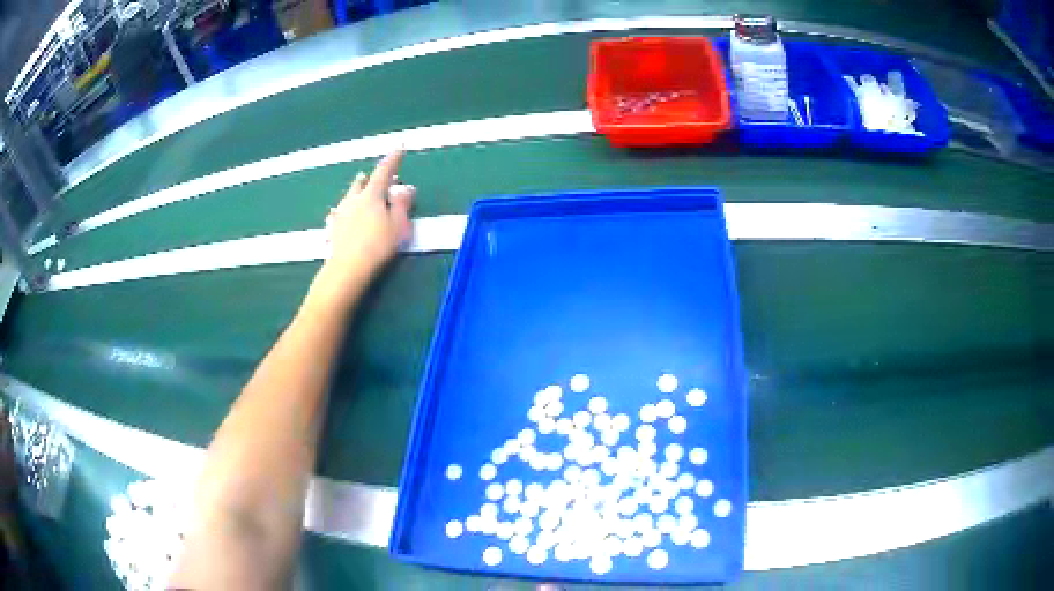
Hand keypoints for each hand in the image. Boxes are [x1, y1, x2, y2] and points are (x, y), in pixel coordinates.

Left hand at [309, 151, 415, 308]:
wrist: (347, 269)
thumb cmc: (378, 246)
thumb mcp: (398, 225)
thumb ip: (402, 204)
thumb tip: (406, 188)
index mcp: (372, 195)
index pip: (384, 171)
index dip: (393, 159)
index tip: (400, 147)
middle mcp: (353, 199)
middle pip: (361, 182)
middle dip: (370, 177)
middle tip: (376, 176)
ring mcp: (340, 214)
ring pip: (348, 196)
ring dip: (355, 191)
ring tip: (358, 190)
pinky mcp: (332, 229)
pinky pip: (337, 214)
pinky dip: (342, 210)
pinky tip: (337, 214)